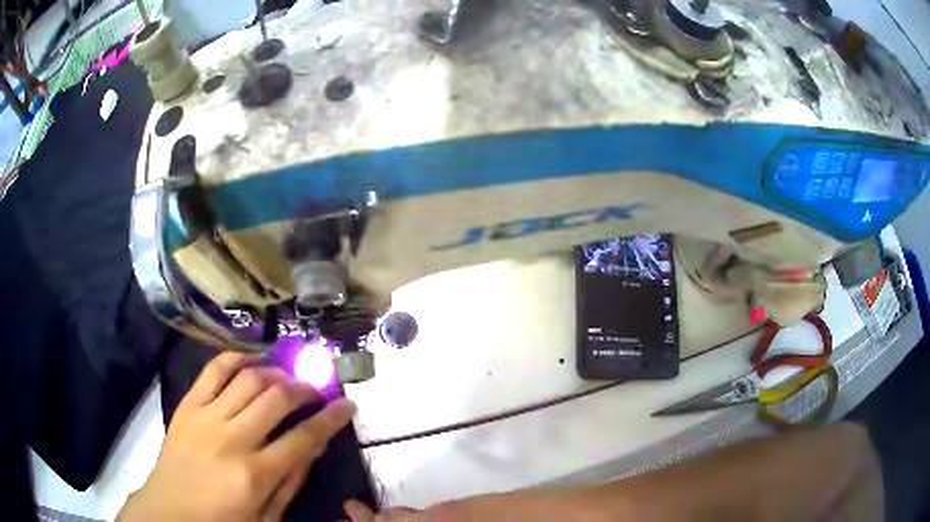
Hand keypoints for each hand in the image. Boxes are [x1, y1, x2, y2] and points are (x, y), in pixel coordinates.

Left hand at [119, 352, 355, 521]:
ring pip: (249, 378)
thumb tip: (316, 445)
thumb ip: (292, 481)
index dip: (331, 418)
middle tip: (316, 390)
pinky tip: (253, 361)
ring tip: (287, 377)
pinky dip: (237, 358)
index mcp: (255, 474)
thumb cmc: (223, 521)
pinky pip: (214, 370)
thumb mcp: (267, 517)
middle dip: (305, 389)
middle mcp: (233, 439)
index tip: (347, 405)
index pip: (304, 437)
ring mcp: (206, 417)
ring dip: (275, 372)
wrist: (170, 511)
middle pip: (278, 399)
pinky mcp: (188, 405)